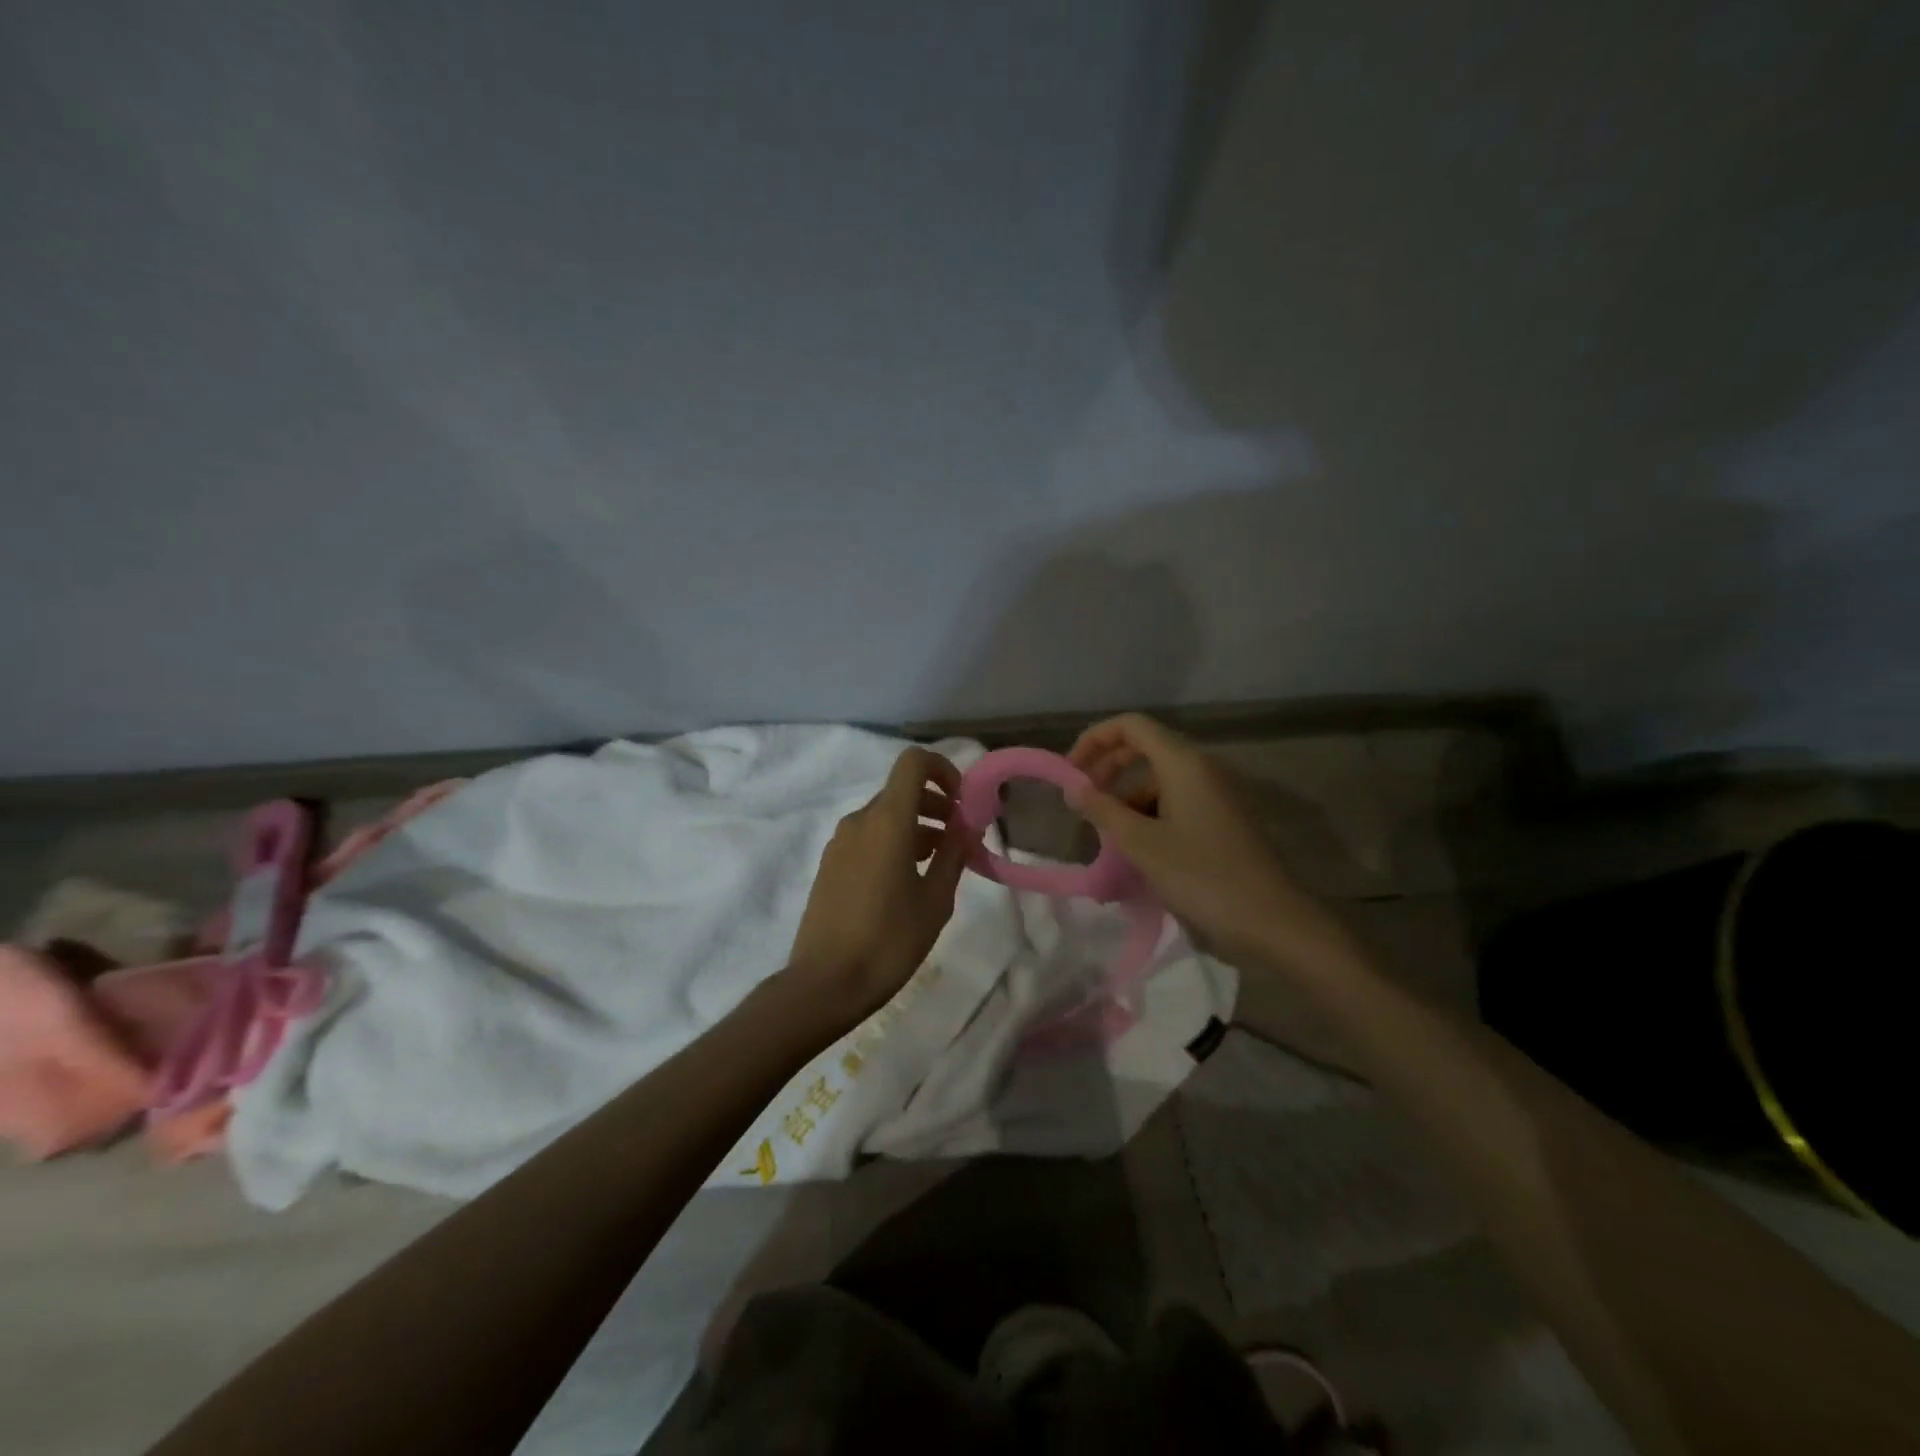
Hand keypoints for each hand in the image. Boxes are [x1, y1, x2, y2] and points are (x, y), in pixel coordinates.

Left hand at [784, 746, 974, 1027]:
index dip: (943, 770)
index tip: (962, 802)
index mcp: (887, 820)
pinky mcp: (830, 864)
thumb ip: (954, 854)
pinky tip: (909, 880)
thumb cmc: (889, 941)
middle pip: (902, 790)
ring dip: (917, 826)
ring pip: (885, 815)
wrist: (825, 983)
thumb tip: (967, 827)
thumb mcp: (936, 900)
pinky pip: (868, 836)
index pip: (913, 762)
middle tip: (961, 838)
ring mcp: (840, 842)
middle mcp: (860, 820)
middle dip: (937, 805)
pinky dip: (894, 842)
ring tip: (941, 863)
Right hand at [1067, 714, 1349, 971]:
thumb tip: (1073, 788)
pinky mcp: (1225, 817)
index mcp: (1184, 763)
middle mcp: (1203, 767)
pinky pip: (1178, 800)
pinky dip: (1151, 814)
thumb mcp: (1141, 844)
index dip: (1095, 739)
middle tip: (1082, 800)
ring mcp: (1218, 792)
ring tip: (1107, 835)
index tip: (1070, 772)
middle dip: (1108, 768)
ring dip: (1128, 798)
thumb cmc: (1202, 875)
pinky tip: (1138, 848)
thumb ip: (1102, 810)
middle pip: (1145, 748)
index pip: (1131, 726)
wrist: (1272, 920)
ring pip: (1160, 779)